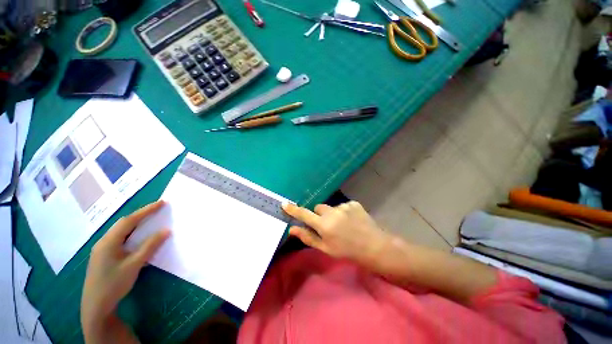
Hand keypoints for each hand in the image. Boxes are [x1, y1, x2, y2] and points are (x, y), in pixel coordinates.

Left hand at [81, 201, 169, 337]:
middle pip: (123, 224)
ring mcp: (102, 250)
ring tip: (151, 220)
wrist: (95, 307)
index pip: (129, 220)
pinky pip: (120, 239)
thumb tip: (166, 230)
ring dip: (136, 224)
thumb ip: (150, 246)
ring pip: (121, 232)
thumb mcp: (134, 264)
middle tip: (158, 210)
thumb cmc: (114, 284)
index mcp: (108, 242)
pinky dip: (132, 234)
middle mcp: (103, 242)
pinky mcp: (104, 257)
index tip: (162, 203)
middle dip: (141, 215)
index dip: (146, 210)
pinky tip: (138, 238)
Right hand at [282, 201, 388, 265]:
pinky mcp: (353, 203)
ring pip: (331, 207)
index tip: (285, 204)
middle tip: (328, 226)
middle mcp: (332, 212)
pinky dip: (344, 212)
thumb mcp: (325, 248)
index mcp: (324, 225)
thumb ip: (308, 237)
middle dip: (320, 215)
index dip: (294, 210)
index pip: (304, 214)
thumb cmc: (347, 251)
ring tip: (344, 225)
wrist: (373, 247)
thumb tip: (292, 229)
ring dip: (333, 214)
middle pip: (318, 208)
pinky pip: (343, 205)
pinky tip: (352, 221)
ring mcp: (344, 206)